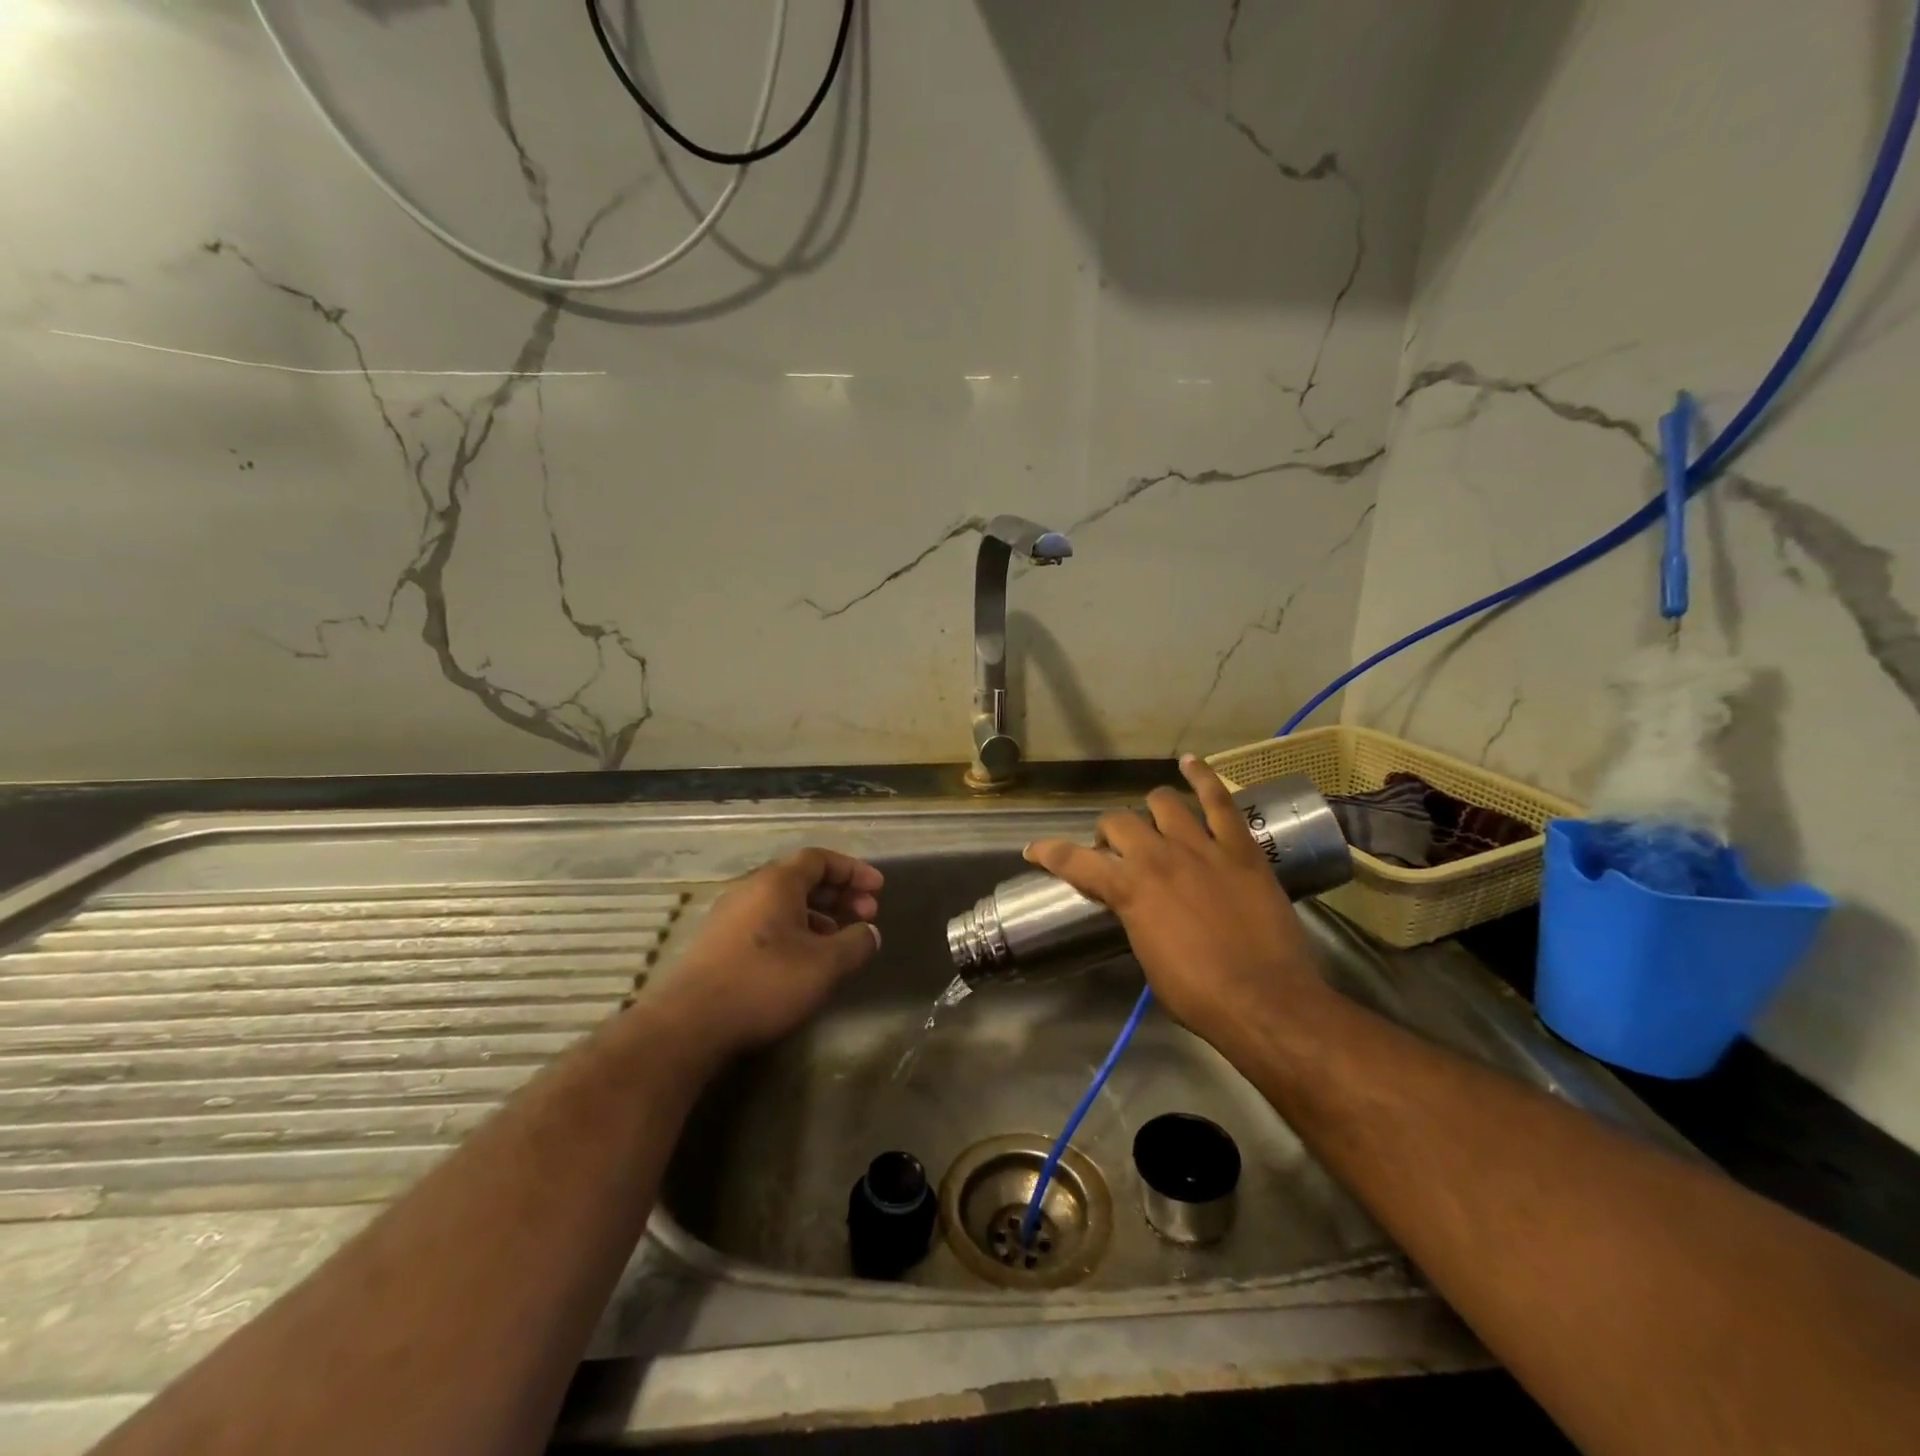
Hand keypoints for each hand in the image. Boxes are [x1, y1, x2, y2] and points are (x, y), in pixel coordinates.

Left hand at [649, 848, 883, 1059]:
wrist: (690, 1024)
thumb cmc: (764, 982)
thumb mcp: (824, 965)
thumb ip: (856, 943)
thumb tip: (870, 932)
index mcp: (776, 882)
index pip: (820, 858)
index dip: (853, 870)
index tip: (878, 889)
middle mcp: (751, 888)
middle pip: (801, 877)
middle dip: (839, 893)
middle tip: (866, 914)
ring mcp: (730, 915)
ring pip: (783, 902)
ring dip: (818, 914)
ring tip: (839, 939)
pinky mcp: (718, 942)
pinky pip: (766, 921)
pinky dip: (794, 928)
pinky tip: (804, 959)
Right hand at [1024, 755, 1326, 1052]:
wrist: (1266, 1002)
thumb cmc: (1200, 996)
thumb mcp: (1149, 959)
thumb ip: (1135, 920)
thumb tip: (1136, 908)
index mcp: (1129, 891)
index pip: (1074, 860)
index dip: (1048, 852)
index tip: (1035, 849)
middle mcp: (1157, 858)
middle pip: (1117, 823)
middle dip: (1109, 835)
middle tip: (1118, 853)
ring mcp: (1201, 847)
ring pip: (1163, 803)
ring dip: (1151, 810)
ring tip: (1154, 820)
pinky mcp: (1239, 847)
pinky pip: (1219, 800)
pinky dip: (1202, 777)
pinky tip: (1190, 762)